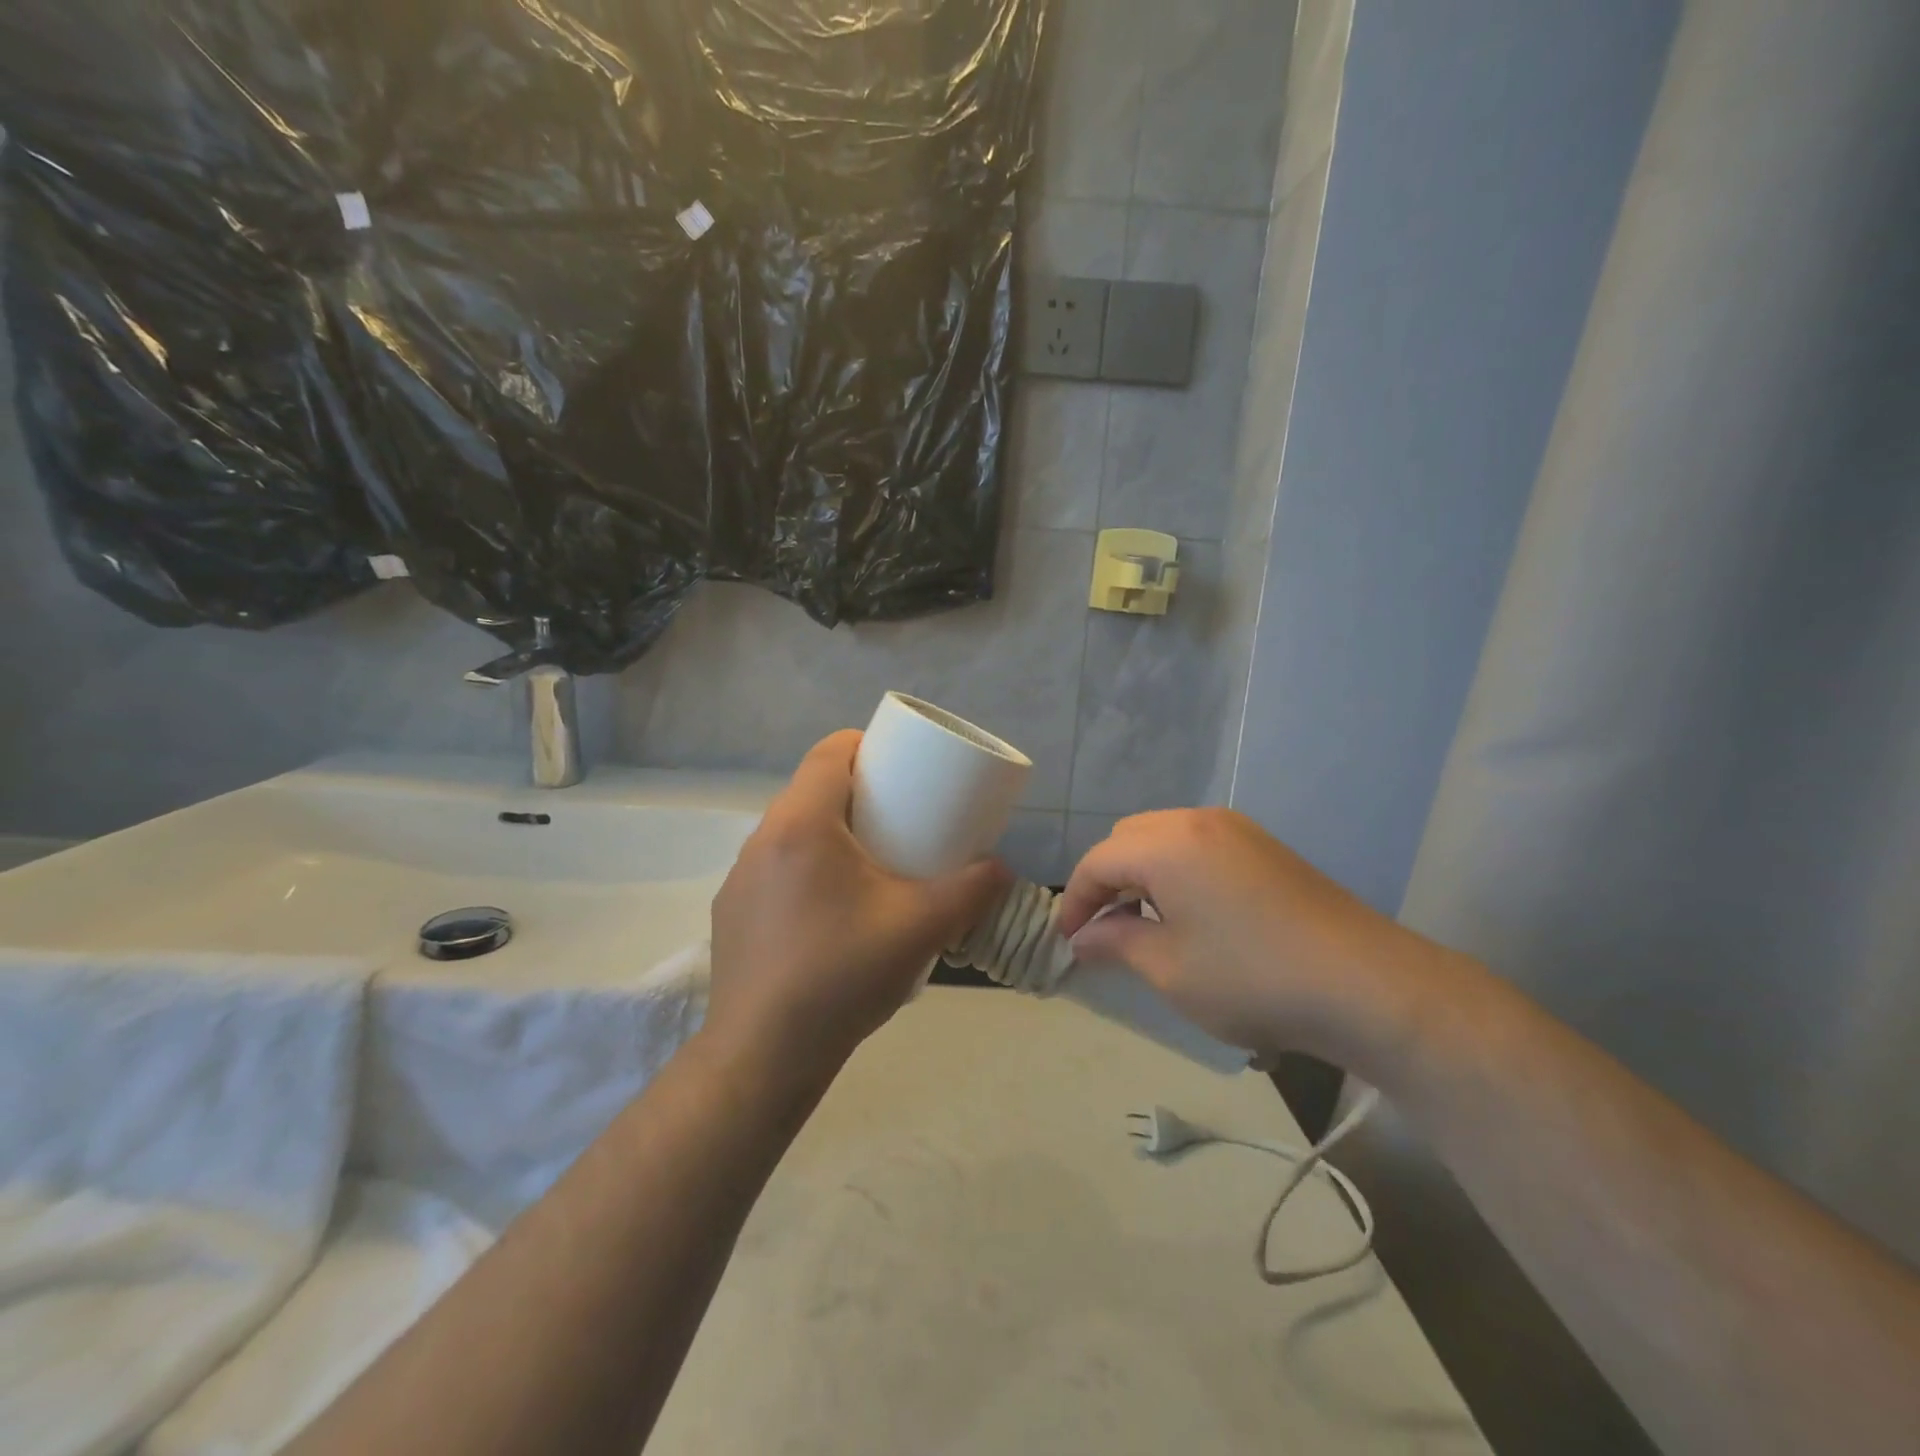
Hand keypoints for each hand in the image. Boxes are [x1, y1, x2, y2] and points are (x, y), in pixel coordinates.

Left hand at [705, 731, 1010, 1083]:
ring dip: (830, 832)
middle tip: (899, 818)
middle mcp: (761, 839)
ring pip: (792, 831)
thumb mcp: (921, 928)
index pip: (829, 752)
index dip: (866, 745)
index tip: (901, 766)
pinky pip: (775, 868)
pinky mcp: (733, 913)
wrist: (764, 1056)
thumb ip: (971, 891)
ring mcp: (740, 878)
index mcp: (801, 824)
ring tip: (870, 865)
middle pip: (811, 790)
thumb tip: (1002, 869)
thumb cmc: (842, 975)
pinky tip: (831, 912)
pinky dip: (807, 868)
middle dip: (857, 792)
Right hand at [1055, 809, 1441, 1068]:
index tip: (1069, 941)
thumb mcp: (1169, 969)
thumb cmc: (1251, 978)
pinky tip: (1191, 911)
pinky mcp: (1263, 845)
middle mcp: (1196, 821)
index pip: (1098, 861)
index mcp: (1165, 845)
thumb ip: (1116, 943)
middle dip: (1106, 880)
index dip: (1075, 901)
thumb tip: (1084, 938)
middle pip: (1127, 838)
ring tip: (1144, 922)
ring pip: (1163, 836)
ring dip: (1141, 872)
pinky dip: (1176, 869)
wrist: (1364, 984)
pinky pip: (1198, 844)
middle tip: (1105, 929)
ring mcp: (1235, 829)